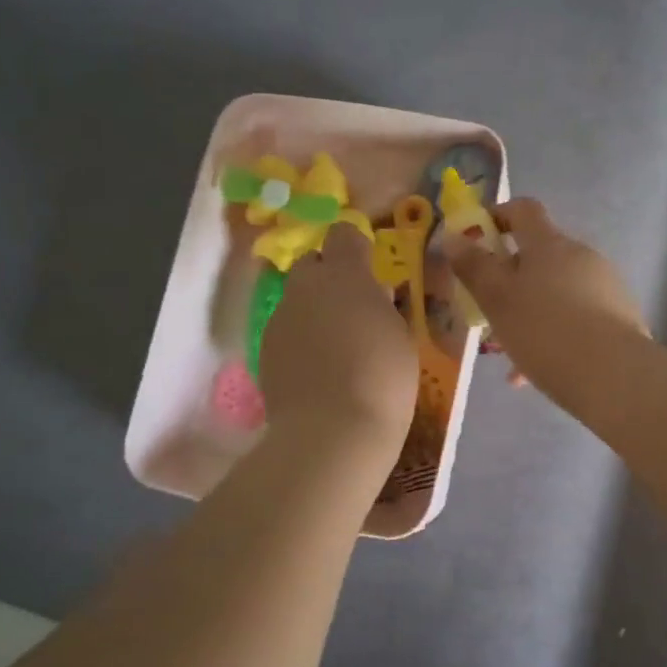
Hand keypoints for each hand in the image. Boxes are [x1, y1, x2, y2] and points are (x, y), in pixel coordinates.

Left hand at [260, 226, 417, 442]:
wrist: (332, 432)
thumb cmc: (382, 377)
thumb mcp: (402, 335)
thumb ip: (384, 305)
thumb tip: (374, 293)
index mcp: (344, 275)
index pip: (343, 234)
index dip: (356, 246)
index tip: (372, 268)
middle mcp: (304, 287)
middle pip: (312, 264)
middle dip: (330, 277)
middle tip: (355, 307)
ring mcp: (279, 319)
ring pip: (297, 300)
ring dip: (315, 311)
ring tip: (339, 346)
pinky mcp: (265, 352)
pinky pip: (286, 332)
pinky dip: (302, 341)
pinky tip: (320, 370)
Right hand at [447, 198, 646, 401]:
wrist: (614, 375)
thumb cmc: (544, 330)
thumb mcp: (497, 300)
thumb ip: (474, 267)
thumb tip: (454, 237)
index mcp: (549, 243)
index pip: (523, 210)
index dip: (498, 215)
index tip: (476, 239)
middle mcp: (581, 255)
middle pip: (540, 255)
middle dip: (512, 279)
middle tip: (490, 310)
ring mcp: (605, 285)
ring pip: (557, 291)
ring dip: (532, 311)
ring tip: (512, 352)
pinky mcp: (620, 316)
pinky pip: (577, 317)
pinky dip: (556, 333)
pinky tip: (539, 371)